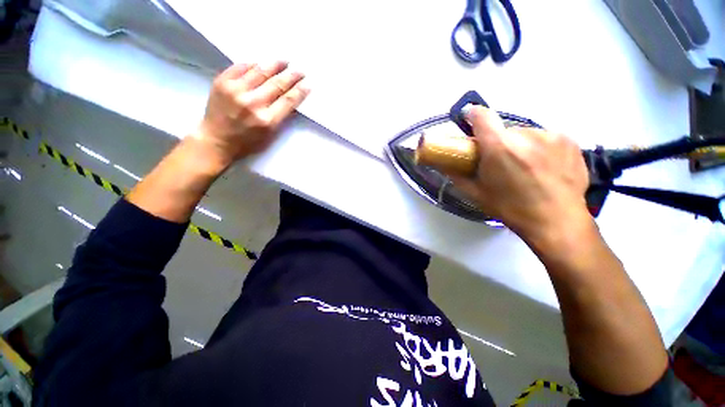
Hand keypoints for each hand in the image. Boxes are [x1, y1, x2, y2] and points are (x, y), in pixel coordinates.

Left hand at [190, 62, 309, 167]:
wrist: (215, 139)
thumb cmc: (246, 142)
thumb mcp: (269, 136)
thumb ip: (280, 118)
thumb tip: (290, 99)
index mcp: (267, 121)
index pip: (288, 101)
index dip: (299, 91)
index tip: (307, 84)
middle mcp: (252, 103)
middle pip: (277, 84)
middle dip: (291, 76)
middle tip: (300, 70)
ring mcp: (235, 90)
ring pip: (260, 71)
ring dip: (275, 64)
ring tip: (284, 61)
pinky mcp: (222, 82)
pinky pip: (241, 67)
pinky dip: (253, 64)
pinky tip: (261, 63)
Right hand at [450, 107, 591, 244]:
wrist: (556, 221)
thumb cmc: (511, 208)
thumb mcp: (476, 194)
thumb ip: (457, 175)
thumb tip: (443, 164)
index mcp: (499, 148)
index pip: (482, 116)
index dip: (472, 115)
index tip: (468, 118)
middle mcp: (526, 135)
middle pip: (504, 130)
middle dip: (499, 142)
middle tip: (500, 162)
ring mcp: (550, 136)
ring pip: (526, 134)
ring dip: (520, 145)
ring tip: (525, 168)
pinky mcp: (569, 140)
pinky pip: (545, 138)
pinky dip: (540, 148)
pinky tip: (543, 167)